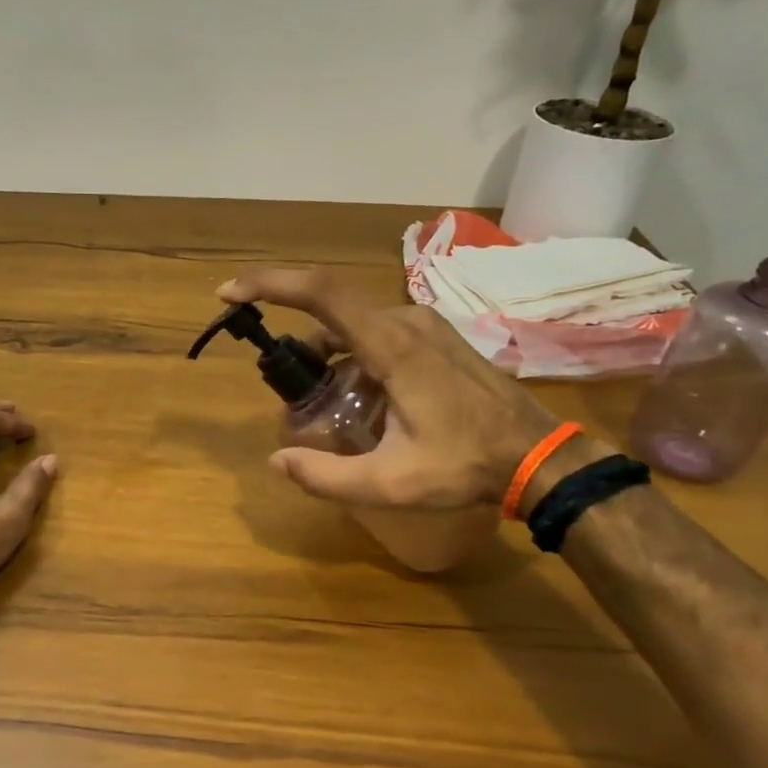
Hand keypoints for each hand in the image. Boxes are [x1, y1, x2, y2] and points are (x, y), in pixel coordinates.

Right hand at [216, 269, 560, 508]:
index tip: (230, 293)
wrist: (537, 455)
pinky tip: (363, 402)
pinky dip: (354, 358)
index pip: (322, 293)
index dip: (270, 284)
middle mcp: (405, 321)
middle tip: (290, 395)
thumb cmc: (466, 465)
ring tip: (328, 408)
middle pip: (331, 314)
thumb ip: (327, 475)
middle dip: (299, 347)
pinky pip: (378, 334)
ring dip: (328, 357)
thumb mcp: (391, 483)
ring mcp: (424, 325)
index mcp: (392, 346)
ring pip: (354, 326)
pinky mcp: (435, 336)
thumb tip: (277, 460)